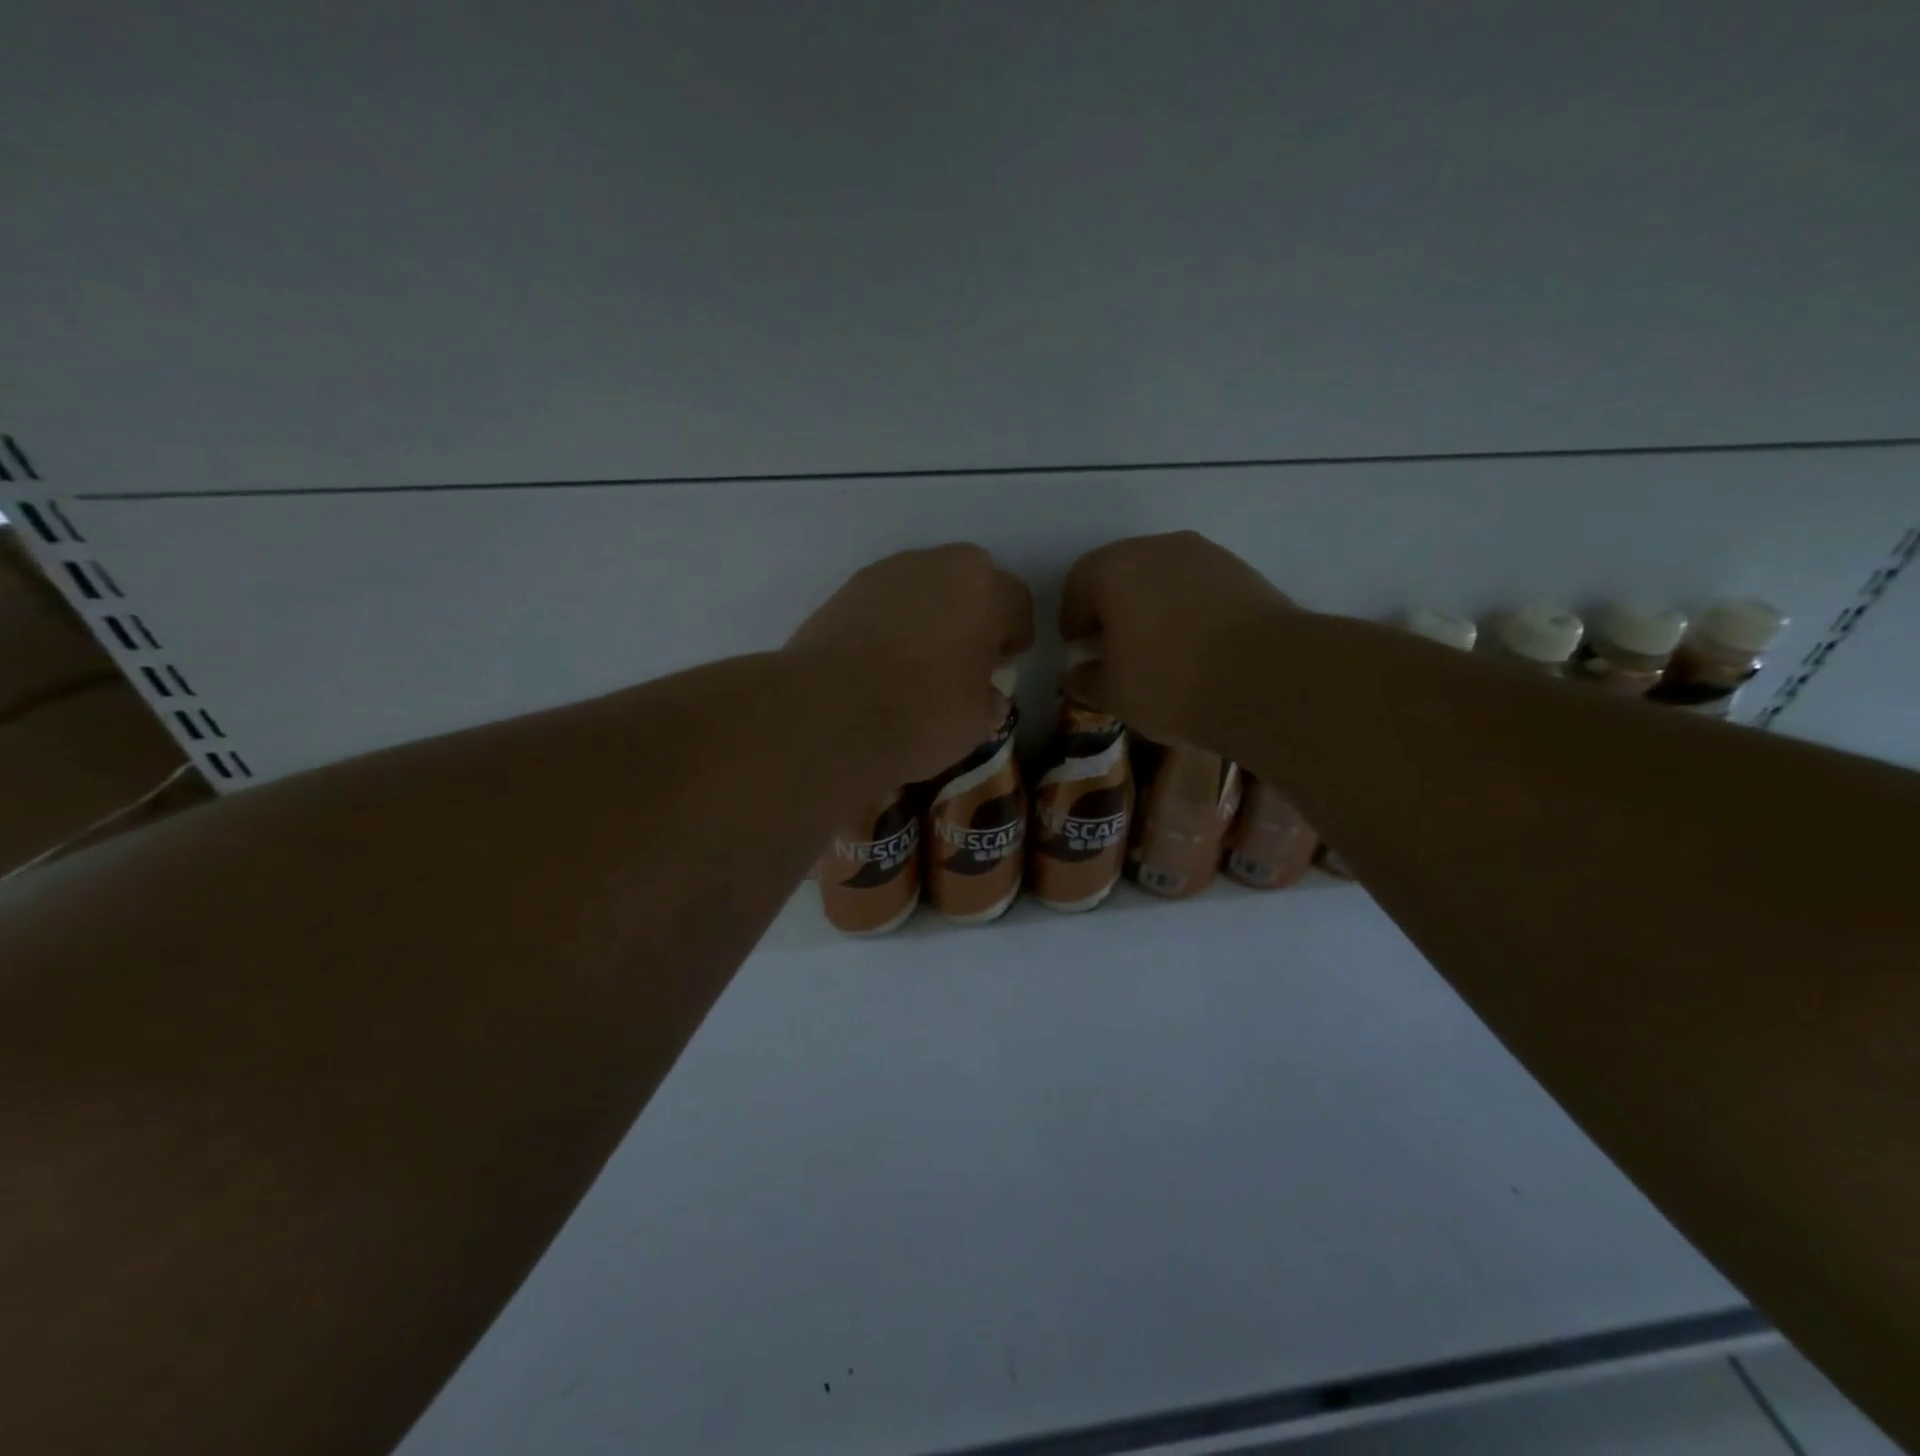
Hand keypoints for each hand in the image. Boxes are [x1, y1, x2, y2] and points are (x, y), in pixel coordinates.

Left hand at [787, 545, 1033, 786]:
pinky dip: (888, 622)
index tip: (1003, 663)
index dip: (1015, 635)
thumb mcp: (976, 722)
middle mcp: (938, 565)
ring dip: (928, 613)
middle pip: (969, 581)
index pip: (1017, 603)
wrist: (831, 712)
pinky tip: (879, 660)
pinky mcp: (845, 590)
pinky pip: (883, 601)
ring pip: (922, 586)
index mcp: (985, 590)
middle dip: (972, 612)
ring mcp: (886, 573)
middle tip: (963, 655)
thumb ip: (989, 700)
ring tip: (916, 659)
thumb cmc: (923, 714)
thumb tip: (987, 696)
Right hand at [1059, 531, 1295, 748]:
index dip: (1072, 618)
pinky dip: (1185, 607)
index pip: (1077, 584)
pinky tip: (1194, 643)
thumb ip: (1086, 680)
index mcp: (1113, 569)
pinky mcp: (1241, 570)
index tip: (1078, 648)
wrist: (1269, 678)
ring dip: (1150, 605)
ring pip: (1161, 575)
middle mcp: (1156, 548)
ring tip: (1157, 647)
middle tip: (1113, 647)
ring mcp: (1204, 554)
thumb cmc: (1172, 683)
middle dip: (1110, 607)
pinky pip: (1196, 585)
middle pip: (1120, 573)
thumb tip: (1076, 673)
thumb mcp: (1115, 695)